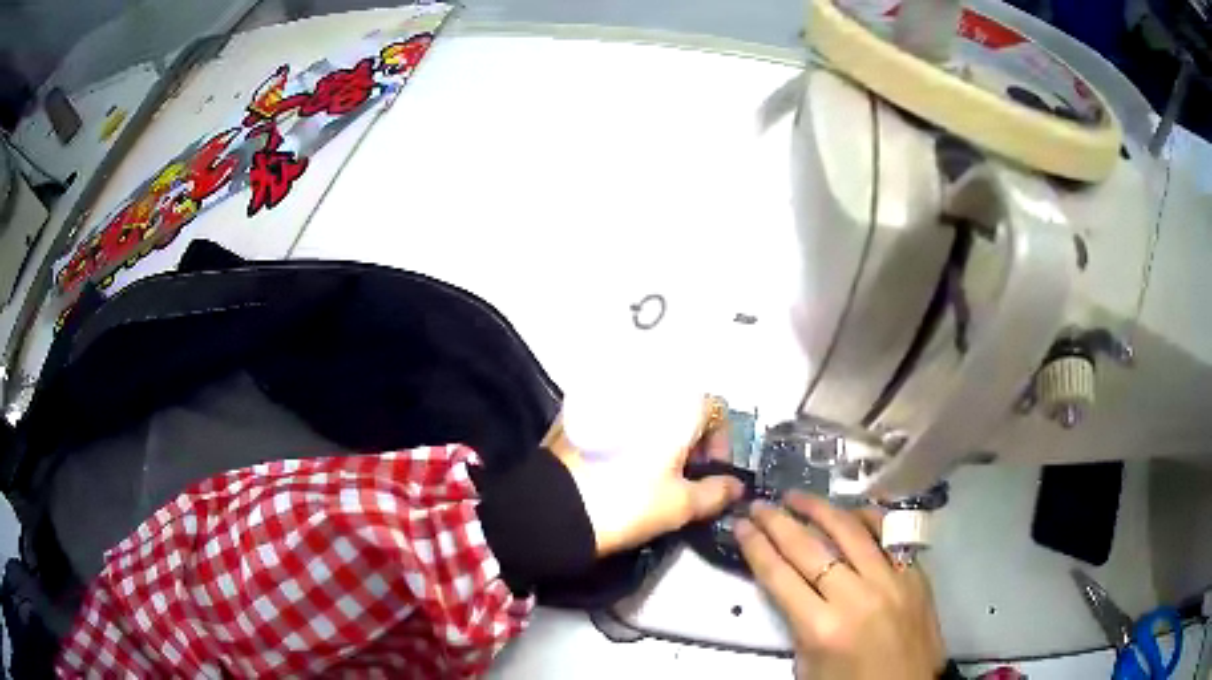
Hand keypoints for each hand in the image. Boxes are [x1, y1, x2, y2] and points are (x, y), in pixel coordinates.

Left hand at [544, 397, 743, 554]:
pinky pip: (619, 418)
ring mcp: (608, 400)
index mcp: (673, 409)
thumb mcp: (680, 505)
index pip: (714, 409)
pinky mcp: (581, 414)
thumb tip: (737, 485)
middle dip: (690, 440)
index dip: (720, 442)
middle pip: (682, 409)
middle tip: (682, 477)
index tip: (709, 472)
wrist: (554, 510)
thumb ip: (716, 492)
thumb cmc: (626, 504)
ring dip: (660, 438)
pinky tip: (621, 466)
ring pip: (650, 414)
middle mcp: (643, 394)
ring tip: (651, 474)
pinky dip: (630, 436)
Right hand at [735, 492, 944, 679]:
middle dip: (777, 523)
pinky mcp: (915, 574)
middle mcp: (855, 597)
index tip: (740, 525)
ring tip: (796, 496)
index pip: (779, 576)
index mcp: (822, 628)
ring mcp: (890, 581)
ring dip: (819, 509)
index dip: (756, 547)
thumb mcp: (807, 665)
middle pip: (809, 549)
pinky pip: (888, 536)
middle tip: (758, 504)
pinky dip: (866, 517)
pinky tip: (848, 510)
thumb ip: (797, 622)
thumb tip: (788, 581)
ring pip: (850, 531)